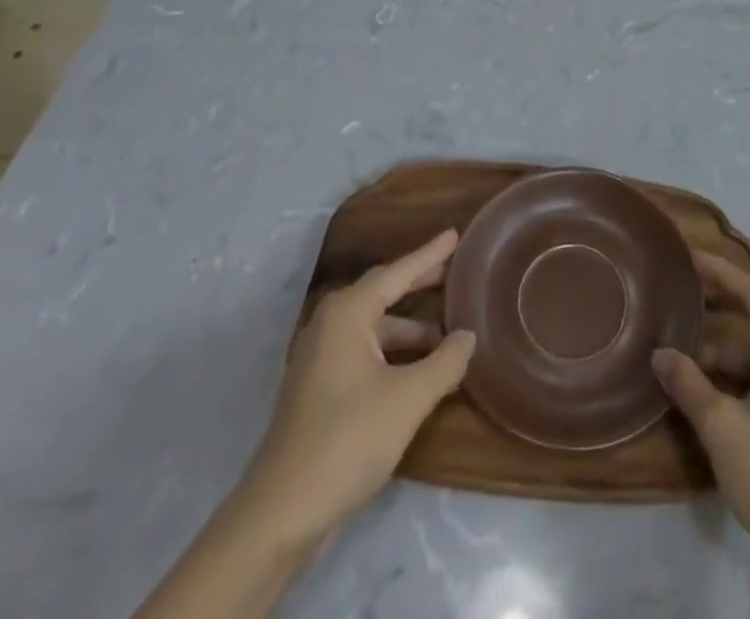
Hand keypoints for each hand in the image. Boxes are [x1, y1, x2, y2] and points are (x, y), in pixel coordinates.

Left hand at [135, 231, 473, 618]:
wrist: (281, 513)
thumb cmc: (348, 440)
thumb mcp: (409, 399)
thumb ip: (445, 362)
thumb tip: (468, 335)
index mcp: (348, 313)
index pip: (398, 272)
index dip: (430, 254)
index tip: (456, 235)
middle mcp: (330, 324)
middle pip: (383, 293)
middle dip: (419, 284)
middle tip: (456, 274)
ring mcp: (320, 357)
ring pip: (375, 327)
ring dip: (410, 329)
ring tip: (447, 336)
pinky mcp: (318, 388)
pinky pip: (364, 351)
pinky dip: (393, 352)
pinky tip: (418, 370)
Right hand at [653, 254, 749, 618]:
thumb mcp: (722, 428)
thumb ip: (688, 384)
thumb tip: (660, 354)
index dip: (720, 272)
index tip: (688, 257)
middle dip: (718, 312)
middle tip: (679, 300)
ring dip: (722, 356)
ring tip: (682, 362)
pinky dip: (737, 381)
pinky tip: (707, 395)